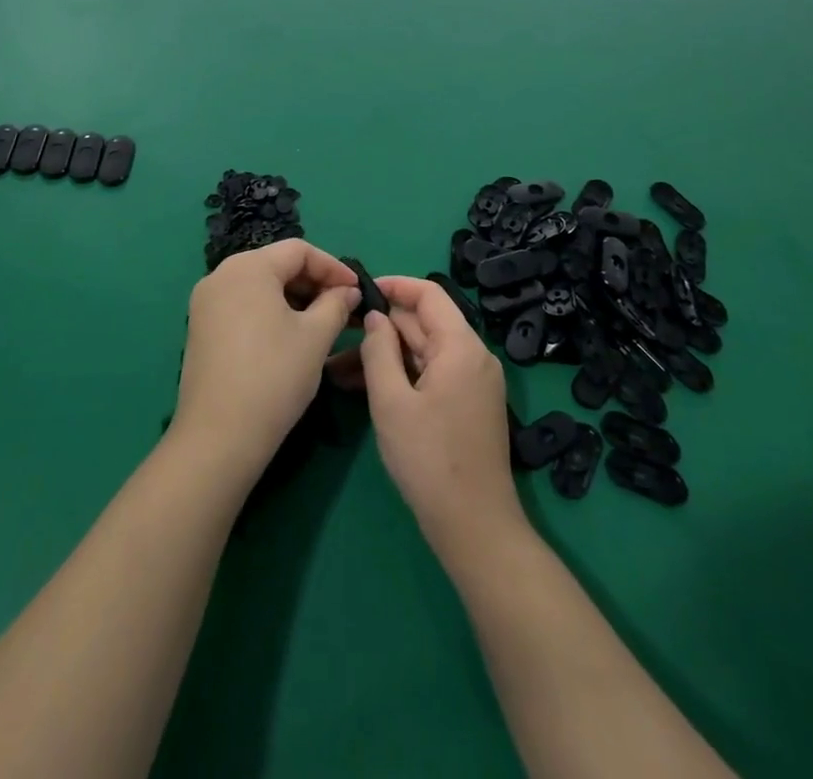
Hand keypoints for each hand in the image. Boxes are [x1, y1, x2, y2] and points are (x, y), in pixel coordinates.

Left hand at [171, 240, 361, 484]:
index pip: (299, 250)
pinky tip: (290, 336)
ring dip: (294, 298)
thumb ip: (336, 304)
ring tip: (322, 324)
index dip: (333, 267)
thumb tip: (347, 291)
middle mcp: (221, 275)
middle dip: (313, 282)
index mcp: (248, 267)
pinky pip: (243, 305)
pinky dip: (271, 312)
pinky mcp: (201, 328)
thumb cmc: (274, 376)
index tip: (357, 290)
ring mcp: (206, 302)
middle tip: (343, 308)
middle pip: (276, 264)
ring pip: (260, 286)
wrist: (219, 436)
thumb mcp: (315, 337)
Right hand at [357, 276, 523, 560]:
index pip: (429, 294)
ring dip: (386, 355)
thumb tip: (374, 316)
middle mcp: (475, 356)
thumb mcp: (391, 402)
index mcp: (462, 346)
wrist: (475, 527)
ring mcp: (474, 382)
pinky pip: (432, 374)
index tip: (359, 290)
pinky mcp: (469, 404)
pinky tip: (366, 388)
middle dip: (381, 329)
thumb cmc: (429, 460)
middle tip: (337, 337)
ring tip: (339, 370)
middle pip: (424, 324)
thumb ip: (379, 351)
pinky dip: (402, 375)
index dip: (394, 286)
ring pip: (424, 352)